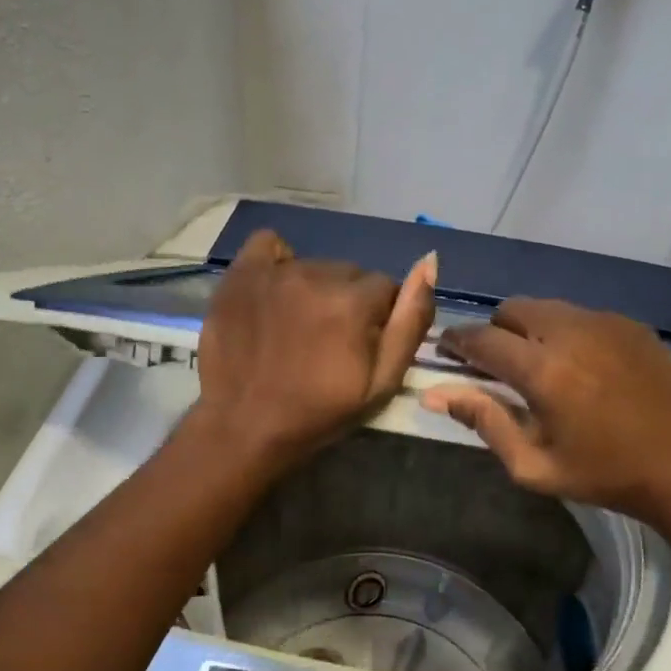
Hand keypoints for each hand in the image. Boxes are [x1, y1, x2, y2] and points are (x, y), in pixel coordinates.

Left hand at [192, 230, 435, 469]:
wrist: (245, 426)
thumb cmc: (319, 412)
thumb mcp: (382, 382)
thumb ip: (411, 321)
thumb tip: (429, 263)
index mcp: (353, 302)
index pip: (385, 287)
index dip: (378, 319)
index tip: (359, 347)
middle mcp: (316, 274)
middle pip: (350, 273)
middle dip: (348, 301)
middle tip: (329, 341)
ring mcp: (274, 272)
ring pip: (314, 265)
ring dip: (315, 288)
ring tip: (298, 327)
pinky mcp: (240, 273)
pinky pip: (268, 244)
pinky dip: (277, 263)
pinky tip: (275, 293)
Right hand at [422, 298, 670, 528]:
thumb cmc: (604, 475)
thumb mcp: (533, 464)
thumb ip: (483, 421)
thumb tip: (434, 393)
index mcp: (543, 369)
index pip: (482, 339)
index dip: (457, 342)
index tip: (447, 351)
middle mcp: (571, 331)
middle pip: (512, 309)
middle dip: (495, 331)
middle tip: (496, 364)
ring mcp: (605, 322)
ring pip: (547, 307)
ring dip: (530, 328)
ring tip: (539, 364)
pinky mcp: (630, 325)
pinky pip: (581, 314)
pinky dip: (565, 330)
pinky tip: (580, 365)